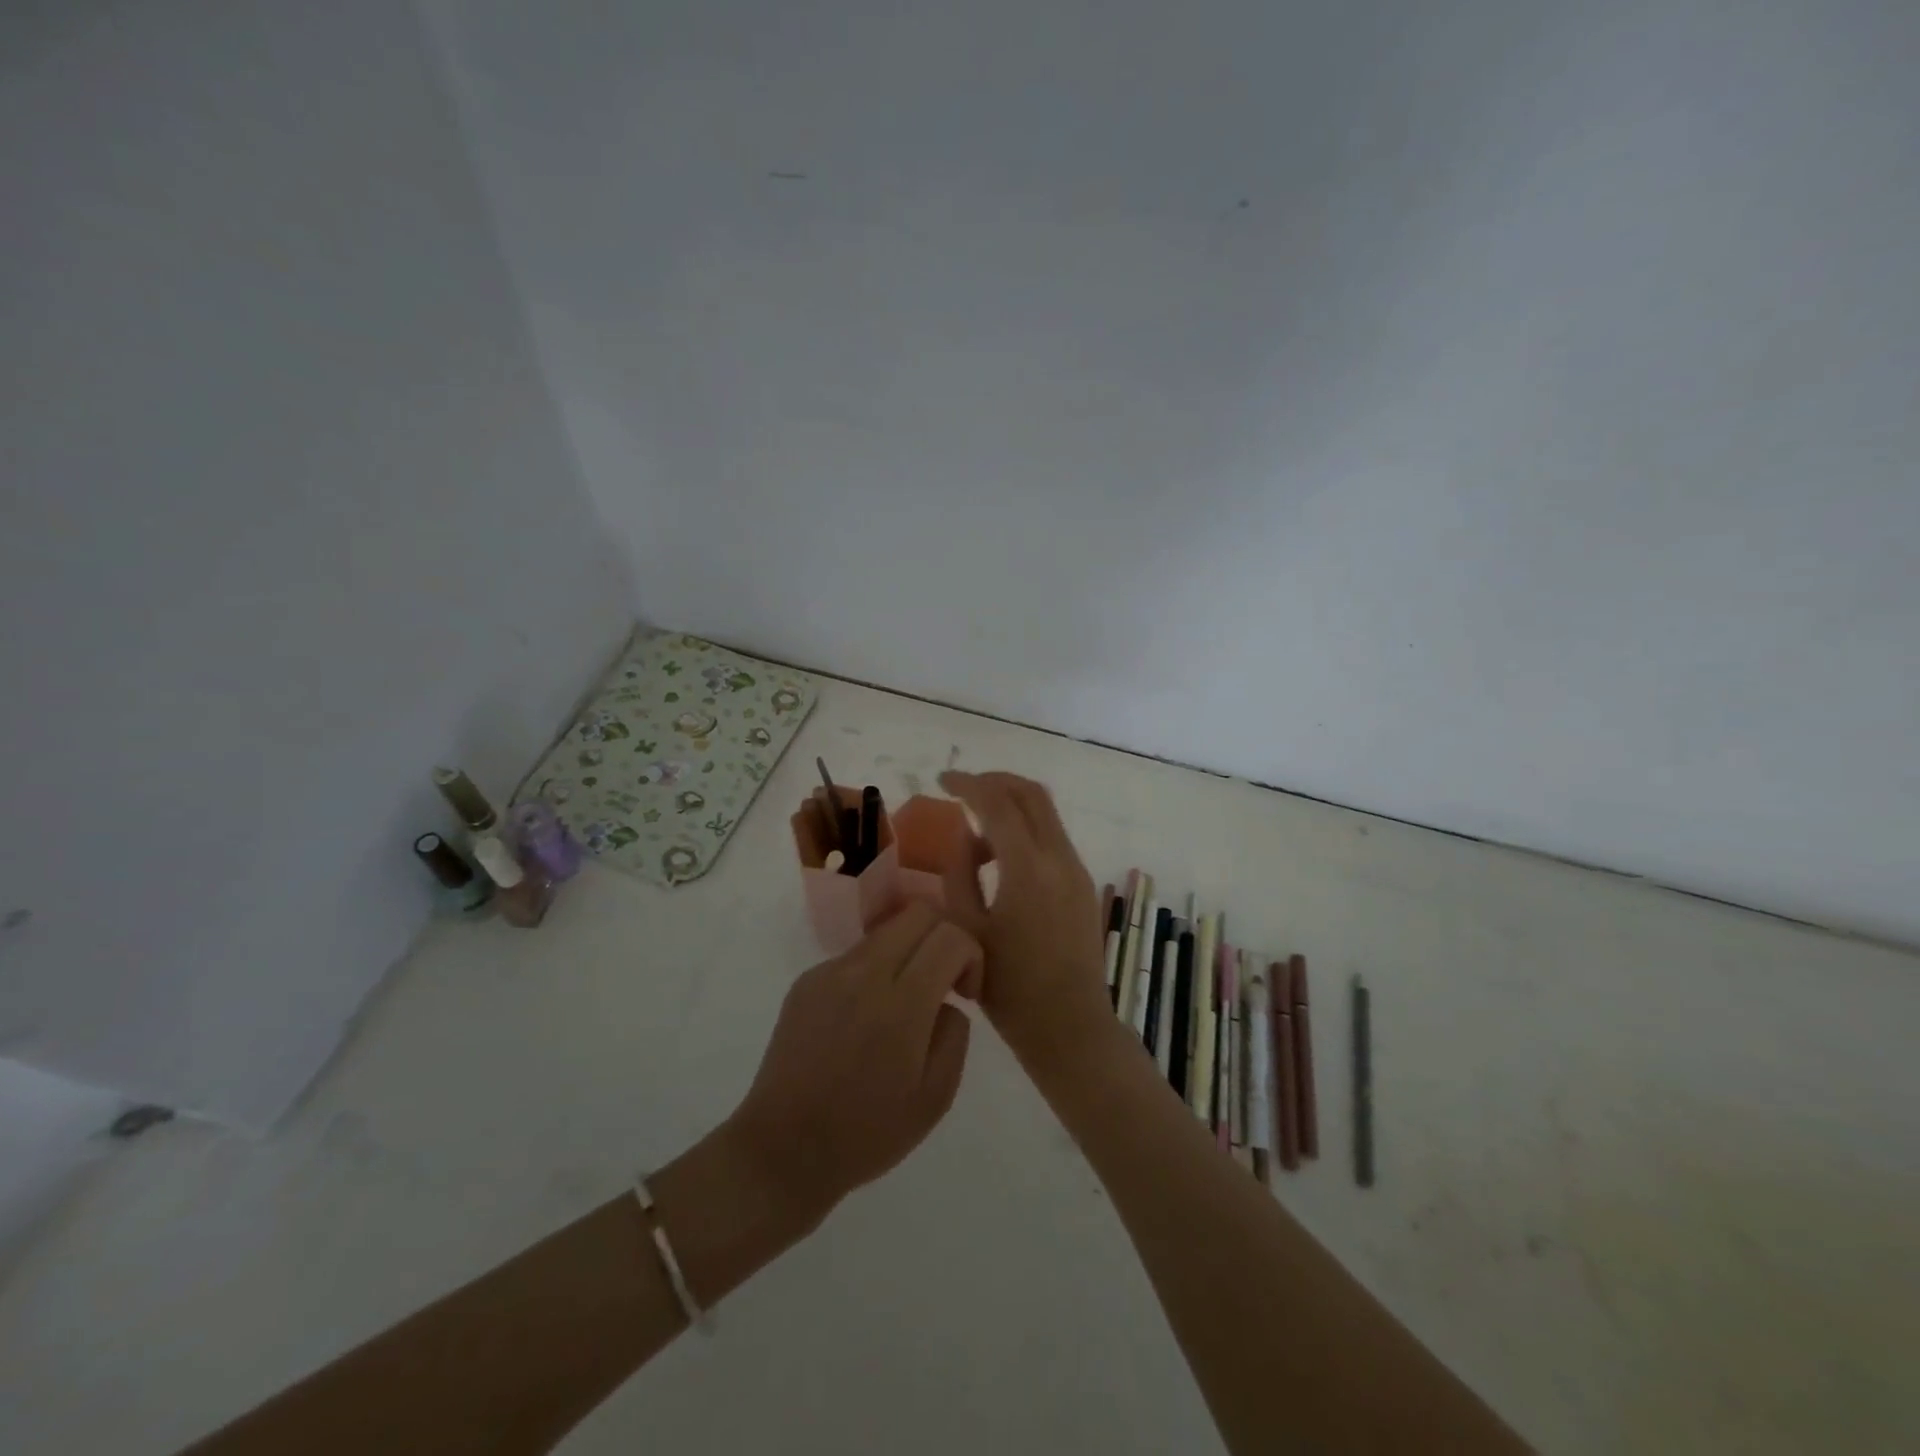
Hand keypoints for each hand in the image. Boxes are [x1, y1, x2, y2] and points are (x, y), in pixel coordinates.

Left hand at [728, 901, 980, 1223]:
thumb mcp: (936, 1097)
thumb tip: (945, 999)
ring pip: (886, 931)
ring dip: (908, 953)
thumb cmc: (867, 1133)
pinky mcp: (806, 980)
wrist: (783, 1150)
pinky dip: (875, 972)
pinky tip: (864, 1021)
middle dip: (943, 937)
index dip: (971, 956)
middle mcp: (863, 973)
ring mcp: (829, 972)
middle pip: (918, 913)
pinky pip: (855, 956)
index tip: (966, 994)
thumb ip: (954, 1032)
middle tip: (943, 982)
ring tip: (903, 1005)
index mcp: (900, 1004)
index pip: (950, 936)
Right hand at [937, 771, 1108, 1065]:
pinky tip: (999, 862)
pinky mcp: (1082, 884)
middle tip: (963, 789)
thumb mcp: (967, 929)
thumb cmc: (1009, 987)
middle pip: (1030, 793)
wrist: (1069, 1026)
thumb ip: (960, 872)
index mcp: (1027, 868)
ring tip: (974, 838)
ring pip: (1045, 813)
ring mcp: (1076, 869)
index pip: (997, 803)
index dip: (967, 784)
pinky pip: (1052, 839)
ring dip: (1010, 807)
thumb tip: (964, 834)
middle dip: (995, 782)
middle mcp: (1059, 858)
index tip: (942, 781)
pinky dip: (1024, 832)